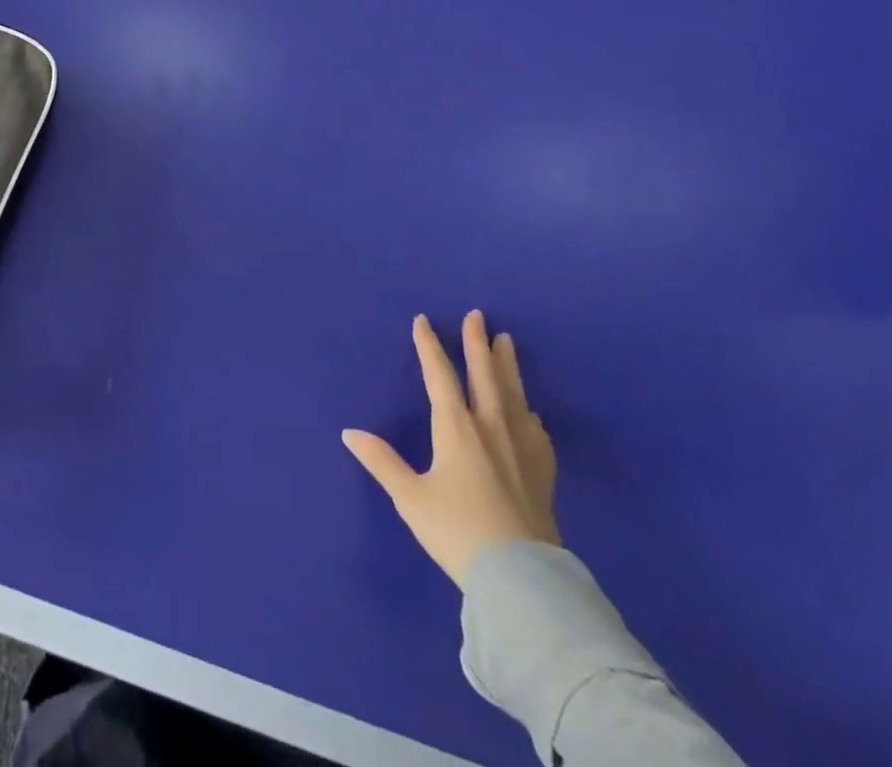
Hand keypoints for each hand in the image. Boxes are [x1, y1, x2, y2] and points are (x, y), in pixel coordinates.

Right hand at [343, 311, 558, 587]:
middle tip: (478, 315)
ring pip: (513, 395)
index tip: (423, 320)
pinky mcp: (542, 473)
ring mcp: (521, 449)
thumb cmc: (457, 531)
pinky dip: (529, 414)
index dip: (429, 346)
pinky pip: (536, 432)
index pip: (440, 375)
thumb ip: (381, 461)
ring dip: (507, 366)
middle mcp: (490, 427)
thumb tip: (349, 432)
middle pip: (484, 375)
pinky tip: (530, 413)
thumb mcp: (410, 497)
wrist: (520, 577)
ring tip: (507, 342)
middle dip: (477, 343)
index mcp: (456, 428)